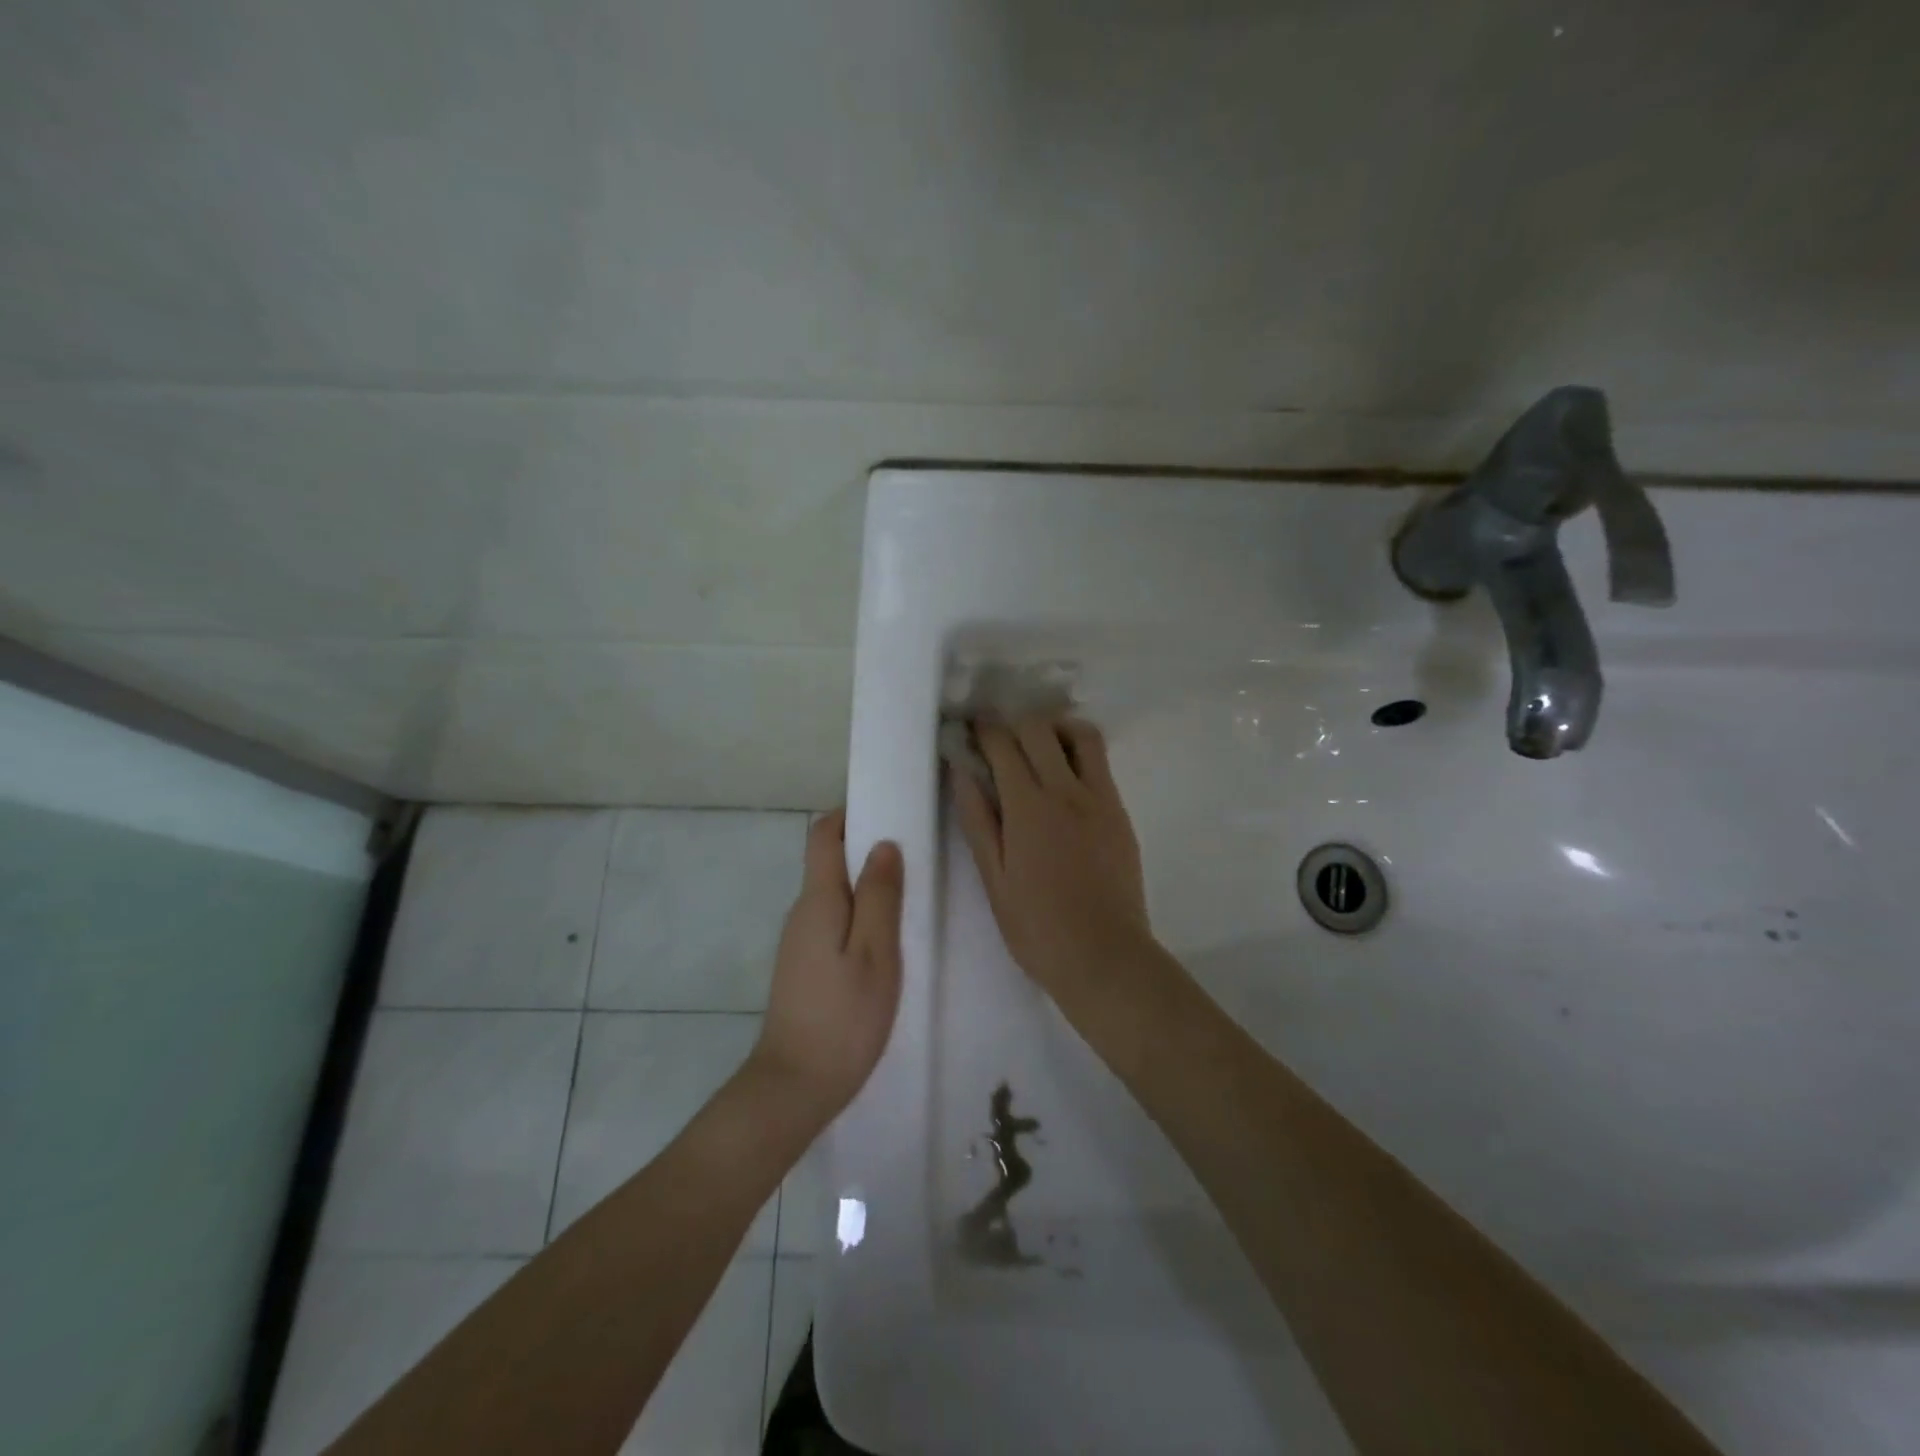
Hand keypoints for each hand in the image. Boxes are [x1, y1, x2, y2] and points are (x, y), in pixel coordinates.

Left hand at [751, 809, 904, 1119]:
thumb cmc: (844, 1017)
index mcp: (818, 900)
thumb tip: (884, 844)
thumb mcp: (876, 953)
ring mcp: (799, 940)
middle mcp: (802, 911)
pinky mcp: (803, 965)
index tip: (889, 812)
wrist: (795, 1087)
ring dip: (865, 885)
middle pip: (829, 861)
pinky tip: (885, 939)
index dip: (851, 815)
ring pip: (833, 894)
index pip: (824, 834)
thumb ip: (881, 896)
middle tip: (913, 857)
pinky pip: (832, 921)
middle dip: (866, 849)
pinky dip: (858, 914)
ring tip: (908, 896)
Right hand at [954, 718, 1156, 1009]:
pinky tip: (1065, 777)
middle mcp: (1067, 791)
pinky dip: (1078, 753)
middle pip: (1040, 729)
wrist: (1105, 956)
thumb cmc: (1037, 927)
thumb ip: (978, 820)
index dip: (983, 729)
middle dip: (1014, 723)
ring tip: (1038, 747)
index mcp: (1028, 807)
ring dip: (1055, 729)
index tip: (970, 728)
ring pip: (1081, 736)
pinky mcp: (1120, 812)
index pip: (1003, 745)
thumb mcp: (994, 879)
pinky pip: (1100, 764)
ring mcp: (1100, 799)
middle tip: (999, 738)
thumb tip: (961, 771)